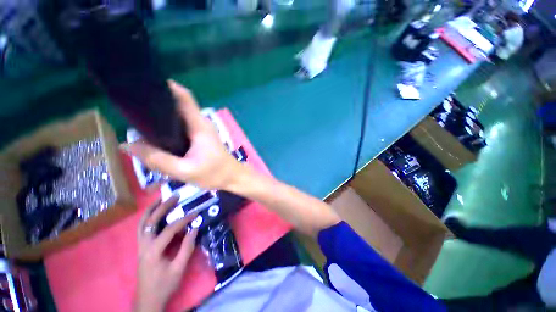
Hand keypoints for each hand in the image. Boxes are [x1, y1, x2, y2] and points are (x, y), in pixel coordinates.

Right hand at [124, 80, 244, 190]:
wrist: (233, 177)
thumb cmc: (215, 173)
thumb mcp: (185, 171)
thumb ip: (157, 159)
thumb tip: (128, 145)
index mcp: (199, 125)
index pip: (184, 97)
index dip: (167, 87)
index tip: (144, 84)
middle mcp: (200, 123)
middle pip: (177, 105)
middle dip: (156, 103)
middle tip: (131, 109)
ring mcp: (201, 130)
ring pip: (177, 118)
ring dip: (160, 118)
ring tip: (137, 122)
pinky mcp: (200, 137)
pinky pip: (180, 128)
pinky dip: (167, 129)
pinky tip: (155, 137)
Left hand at [135, 196, 197, 311]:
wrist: (148, 300)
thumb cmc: (164, 285)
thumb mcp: (179, 268)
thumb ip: (187, 247)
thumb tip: (194, 228)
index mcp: (153, 251)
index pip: (170, 229)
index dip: (184, 220)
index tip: (195, 213)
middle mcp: (144, 245)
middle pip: (151, 221)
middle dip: (163, 207)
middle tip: (175, 196)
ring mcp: (140, 246)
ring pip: (142, 223)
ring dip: (151, 210)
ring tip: (160, 199)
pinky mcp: (141, 248)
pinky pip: (142, 229)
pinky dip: (147, 218)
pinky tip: (154, 214)